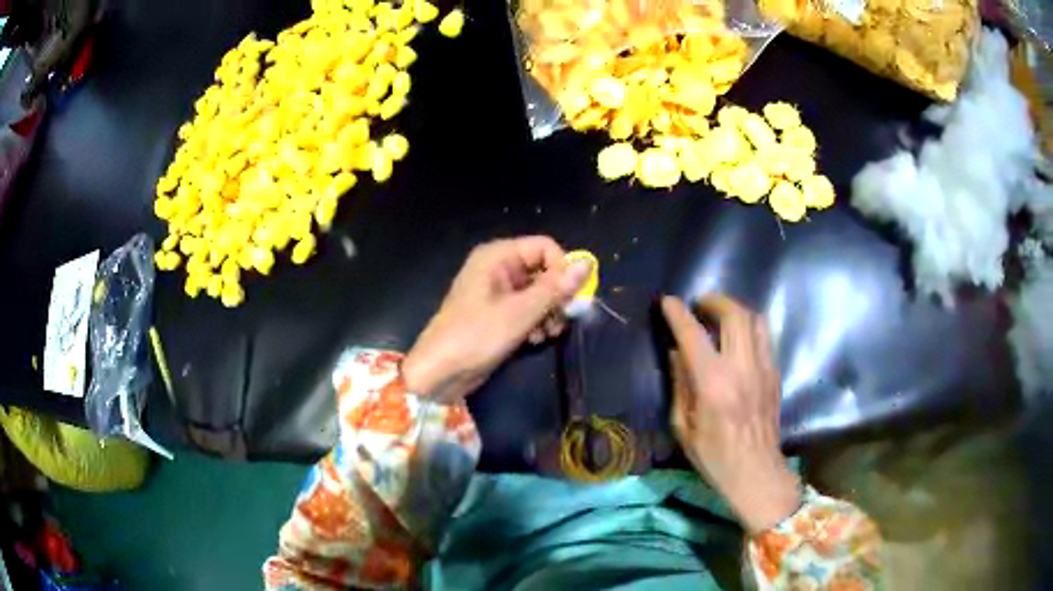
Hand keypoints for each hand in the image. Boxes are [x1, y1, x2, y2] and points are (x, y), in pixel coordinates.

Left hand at [402, 236, 592, 401]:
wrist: (440, 372)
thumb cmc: (476, 336)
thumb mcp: (520, 312)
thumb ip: (555, 288)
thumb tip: (588, 263)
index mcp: (498, 256)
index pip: (544, 247)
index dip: (562, 269)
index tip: (574, 296)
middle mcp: (498, 268)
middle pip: (543, 269)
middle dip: (557, 295)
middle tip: (563, 319)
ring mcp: (497, 292)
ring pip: (538, 291)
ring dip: (549, 312)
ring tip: (548, 334)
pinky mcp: (498, 313)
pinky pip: (527, 308)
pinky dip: (536, 322)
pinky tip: (536, 339)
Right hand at [661, 294, 800, 533]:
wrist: (756, 472)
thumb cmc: (714, 457)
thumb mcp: (684, 427)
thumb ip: (680, 385)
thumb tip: (675, 352)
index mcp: (713, 384)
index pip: (694, 336)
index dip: (678, 313)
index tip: (668, 302)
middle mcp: (742, 368)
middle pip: (734, 314)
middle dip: (714, 301)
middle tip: (699, 304)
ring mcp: (764, 368)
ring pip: (755, 319)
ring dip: (735, 310)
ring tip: (720, 316)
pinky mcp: (775, 373)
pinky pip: (764, 336)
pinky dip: (749, 326)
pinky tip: (737, 339)